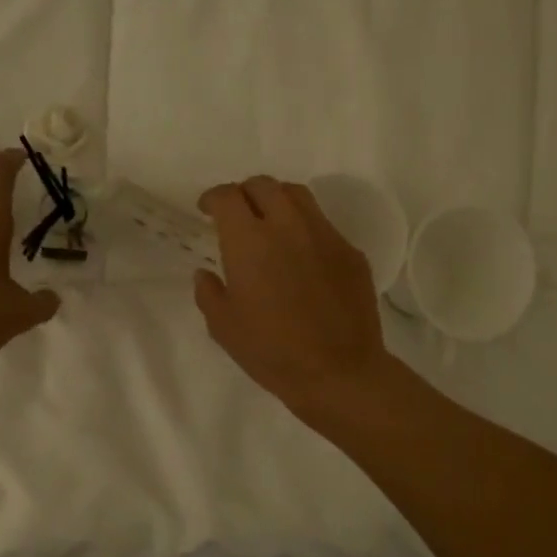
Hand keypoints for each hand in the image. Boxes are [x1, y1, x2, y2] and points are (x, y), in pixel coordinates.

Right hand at [194, 175, 393, 416]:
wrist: (338, 371)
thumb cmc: (271, 351)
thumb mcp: (223, 327)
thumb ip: (209, 292)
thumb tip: (206, 273)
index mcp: (249, 241)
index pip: (228, 197)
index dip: (213, 198)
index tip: (206, 210)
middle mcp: (288, 226)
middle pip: (264, 185)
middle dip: (244, 193)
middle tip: (237, 214)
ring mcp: (325, 235)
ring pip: (298, 196)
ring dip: (277, 201)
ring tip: (270, 223)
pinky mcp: (350, 252)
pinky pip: (323, 225)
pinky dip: (304, 228)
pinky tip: (301, 256)